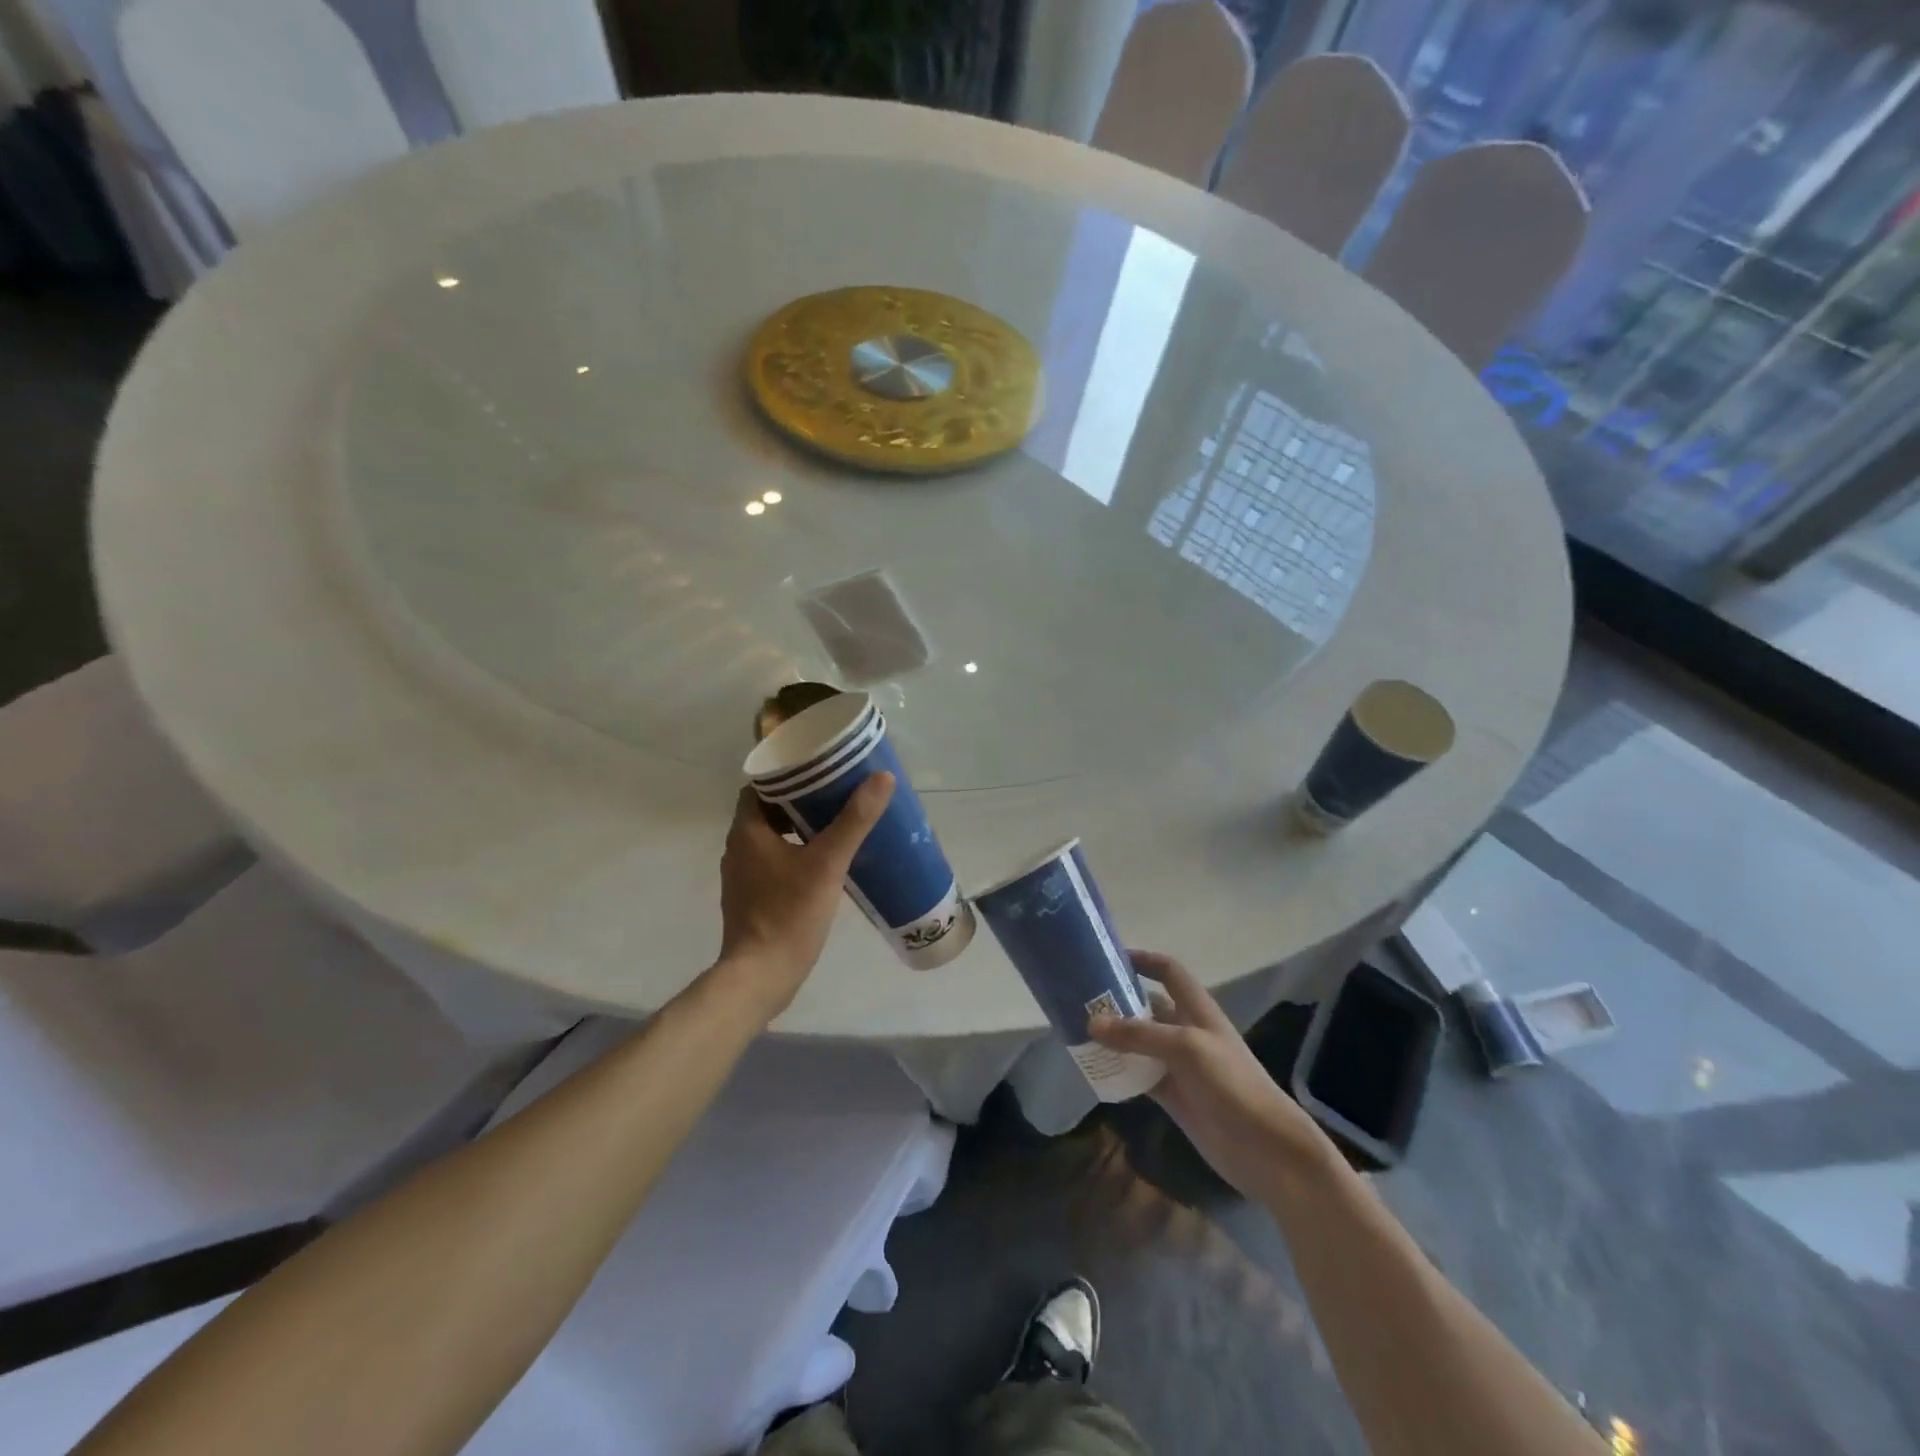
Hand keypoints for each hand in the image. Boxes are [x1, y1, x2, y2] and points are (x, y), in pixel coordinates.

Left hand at [713, 774, 894, 1017]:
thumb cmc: (789, 914)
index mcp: (747, 831)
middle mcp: (738, 848)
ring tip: (835, 824)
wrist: (761, 976)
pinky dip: (794, 854)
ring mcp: (742, 876)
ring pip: (770, 838)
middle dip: (799, 801)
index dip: (787, 775)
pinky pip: (772, 863)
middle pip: (767, 811)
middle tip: (836, 794)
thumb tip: (881, 778)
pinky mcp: (751, 899)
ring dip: (797, 829)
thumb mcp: (827, 863)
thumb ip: (853, 820)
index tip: (819, 769)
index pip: (760, 786)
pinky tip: (823, 864)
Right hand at [1091, 952, 1332, 1202]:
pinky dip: (1119, 1071)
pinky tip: (1095, 1070)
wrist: (1266, 1149)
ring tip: (1078, 1030)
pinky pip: (1139, 1075)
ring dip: (1114, 1037)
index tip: (1109, 957)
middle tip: (1080, 998)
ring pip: (1139, 1042)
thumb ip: (1138, 1035)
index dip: (1143, 960)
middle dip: (1118, 1000)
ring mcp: (1179, 1065)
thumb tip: (1091, 1023)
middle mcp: (1187, 1031)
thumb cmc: (1232, 1084)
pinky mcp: (1173, 1095)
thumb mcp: (1186, 1048)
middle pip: (1148, 1006)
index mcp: (1198, 1010)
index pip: (1169, 972)